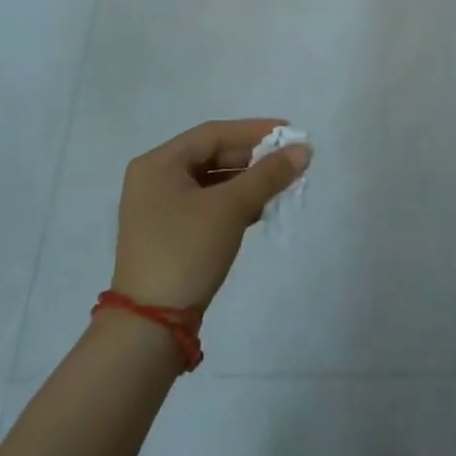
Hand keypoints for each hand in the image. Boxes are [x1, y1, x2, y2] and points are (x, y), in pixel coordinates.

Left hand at [112, 119, 311, 312]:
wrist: (152, 324)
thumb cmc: (186, 250)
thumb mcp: (230, 208)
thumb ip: (268, 175)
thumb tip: (303, 150)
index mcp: (158, 164)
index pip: (213, 134)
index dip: (255, 130)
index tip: (290, 132)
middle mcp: (155, 179)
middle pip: (212, 156)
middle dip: (253, 158)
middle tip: (291, 160)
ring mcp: (160, 209)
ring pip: (212, 182)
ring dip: (248, 182)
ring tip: (283, 184)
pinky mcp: (170, 234)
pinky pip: (208, 205)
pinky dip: (234, 203)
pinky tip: (261, 209)